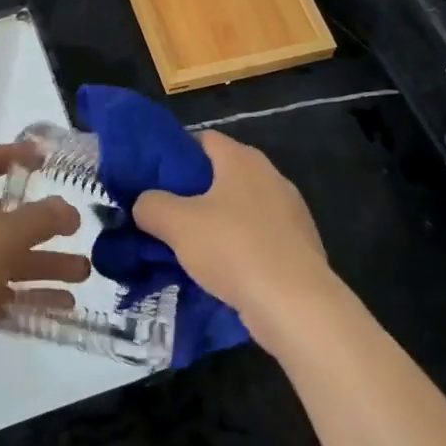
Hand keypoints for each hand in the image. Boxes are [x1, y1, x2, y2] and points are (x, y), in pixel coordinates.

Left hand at [0, 144, 89, 409]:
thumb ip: (38, 218)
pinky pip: (0, 292)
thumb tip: (67, 209)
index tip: (45, 159)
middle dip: (39, 222)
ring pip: (4, 257)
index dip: (10, 155)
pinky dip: (29, 295)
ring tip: (83, 271)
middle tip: (76, 227)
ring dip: (42, 262)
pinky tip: (65, 304)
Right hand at [130, 132, 331, 350]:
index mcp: (242, 159)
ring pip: (241, 209)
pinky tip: (222, 271)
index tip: (154, 178)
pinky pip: (260, 237)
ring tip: (189, 247)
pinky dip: (240, 247)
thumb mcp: (177, 224)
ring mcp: (291, 212)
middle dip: (194, 192)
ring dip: (217, 223)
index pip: (203, 140)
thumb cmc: (234, 249)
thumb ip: (151, 205)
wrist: (297, 305)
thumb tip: (144, 204)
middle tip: (165, 215)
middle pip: (223, 174)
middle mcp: (270, 176)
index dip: (177, 154)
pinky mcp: (300, 246)